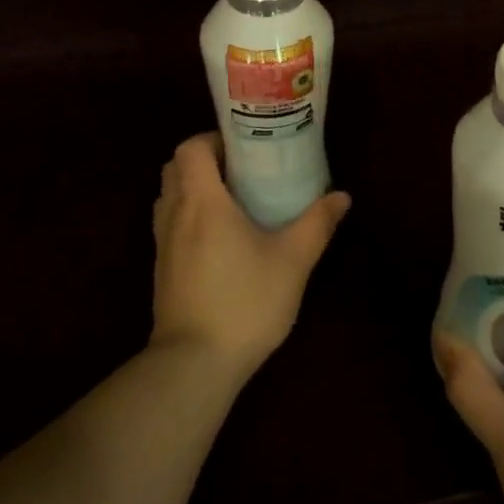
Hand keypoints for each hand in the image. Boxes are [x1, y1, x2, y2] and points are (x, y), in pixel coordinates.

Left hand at [150, 133, 350, 382]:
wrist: (194, 365)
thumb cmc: (245, 302)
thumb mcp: (293, 261)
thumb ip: (317, 223)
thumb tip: (342, 196)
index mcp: (203, 201)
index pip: (190, 149)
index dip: (213, 139)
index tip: (244, 148)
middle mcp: (175, 214)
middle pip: (175, 168)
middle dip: (205, 161)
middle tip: (242, 171)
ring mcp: (163, 244)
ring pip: (169, 196)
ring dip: (194, 188)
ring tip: (233, 201)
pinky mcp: (162, 270)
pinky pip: (169, 224)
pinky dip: (188, 215)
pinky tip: (220, 238)